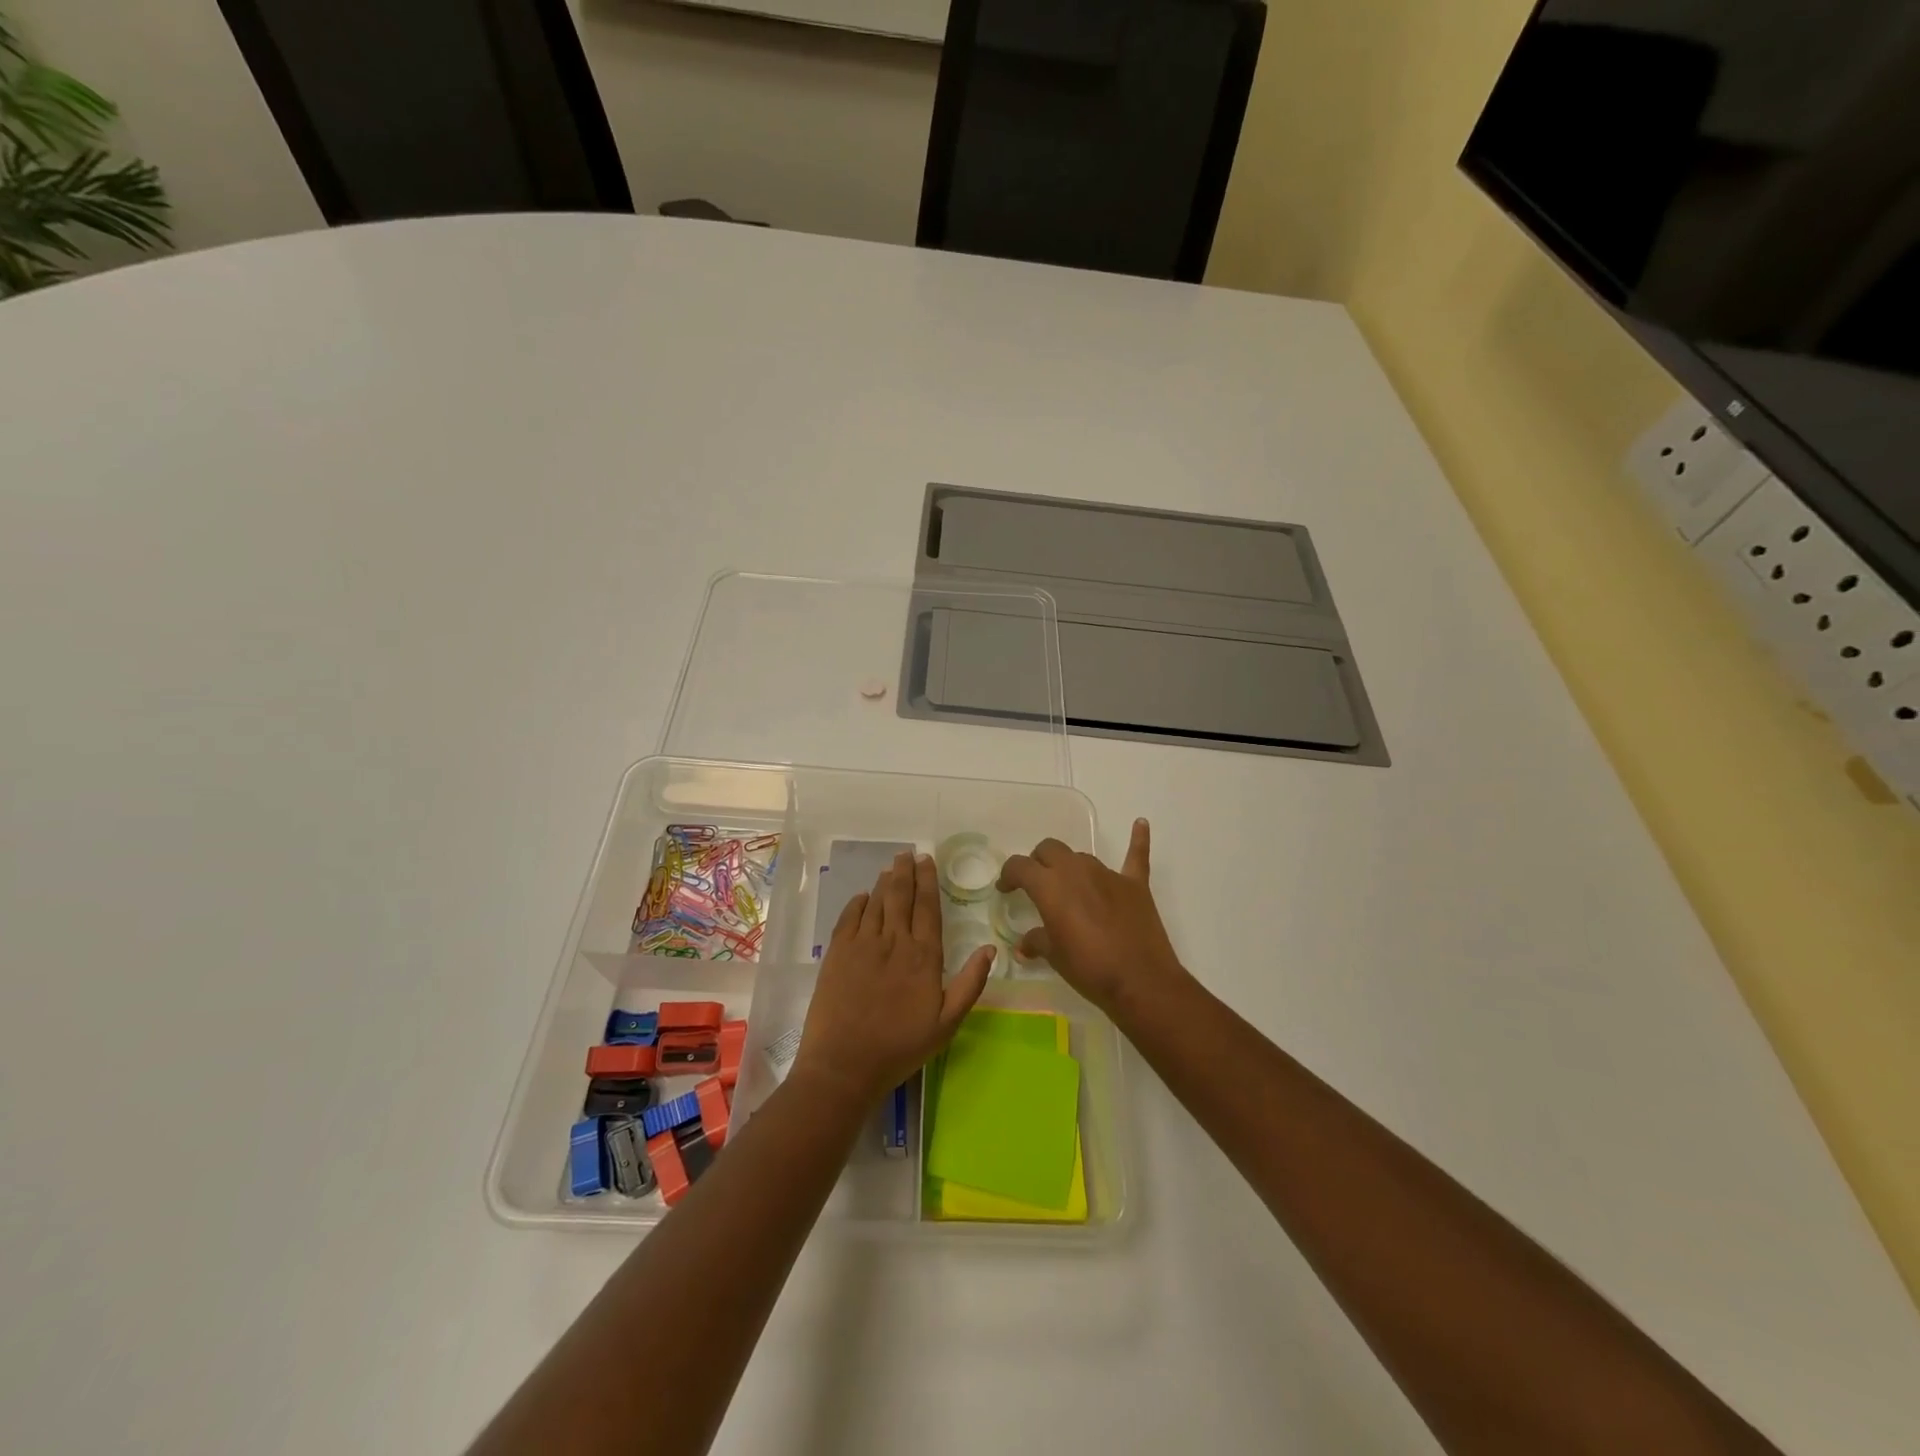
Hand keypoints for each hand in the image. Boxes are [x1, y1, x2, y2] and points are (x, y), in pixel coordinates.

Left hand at [792, 851, 994, 1104]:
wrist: (844, 1064)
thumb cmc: (900, 1047)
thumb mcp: (947, 1024)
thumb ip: (969, 984)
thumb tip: (990, 949)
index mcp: (923, 956)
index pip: (928, 907)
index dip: (928, 881)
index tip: (928, 860)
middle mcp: (893, 941)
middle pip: (901, 896)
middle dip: (906, 872)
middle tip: (908, 853)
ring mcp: (862, 945)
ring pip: (876, 902)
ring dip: (885, 882)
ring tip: (891, 867)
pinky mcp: (837, 954)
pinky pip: (849, 918)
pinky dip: (858, 903)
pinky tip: (864, 896)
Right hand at [997, 819, 1185, 1013]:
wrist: (1140, 981)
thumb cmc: (1089, 968)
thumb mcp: (1054, 956)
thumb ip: (1037, 942)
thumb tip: (1025, 944)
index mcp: (1050, 886)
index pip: (1020, 866)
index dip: (1009, 875)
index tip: (1006, 888)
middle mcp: (1076, 870)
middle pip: (1050, 850)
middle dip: (1039, 862)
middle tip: (1037, 884)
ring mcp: (1107, 874)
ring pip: (1081, 857)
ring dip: (1070, 866)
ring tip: (1070, 888)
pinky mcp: (1135, 884)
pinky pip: (1136, 854)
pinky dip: (1138, 839)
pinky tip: (1140, 823)